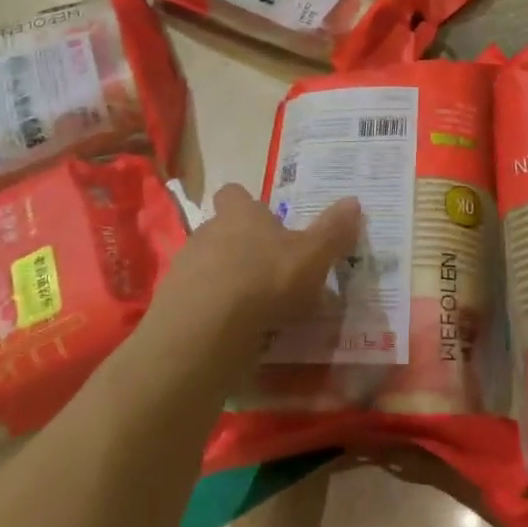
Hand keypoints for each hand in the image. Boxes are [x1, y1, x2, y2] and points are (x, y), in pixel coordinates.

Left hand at [145, 185, 361, 376]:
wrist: (204, 330)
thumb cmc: (264, 279)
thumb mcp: (311, 256)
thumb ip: (332, 231)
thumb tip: (355, 201)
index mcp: (240, 214)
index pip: (234, 194)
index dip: (247, 205)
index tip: (265, 221)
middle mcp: (207, 232)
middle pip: (222, 230)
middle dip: (242, 247)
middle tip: (270, 271)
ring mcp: (185, 269)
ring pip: (209, 266)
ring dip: (227, 281)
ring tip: (255, 308)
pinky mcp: (173, 306)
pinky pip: (198, 302)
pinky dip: (214, 312)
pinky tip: (234, 332)